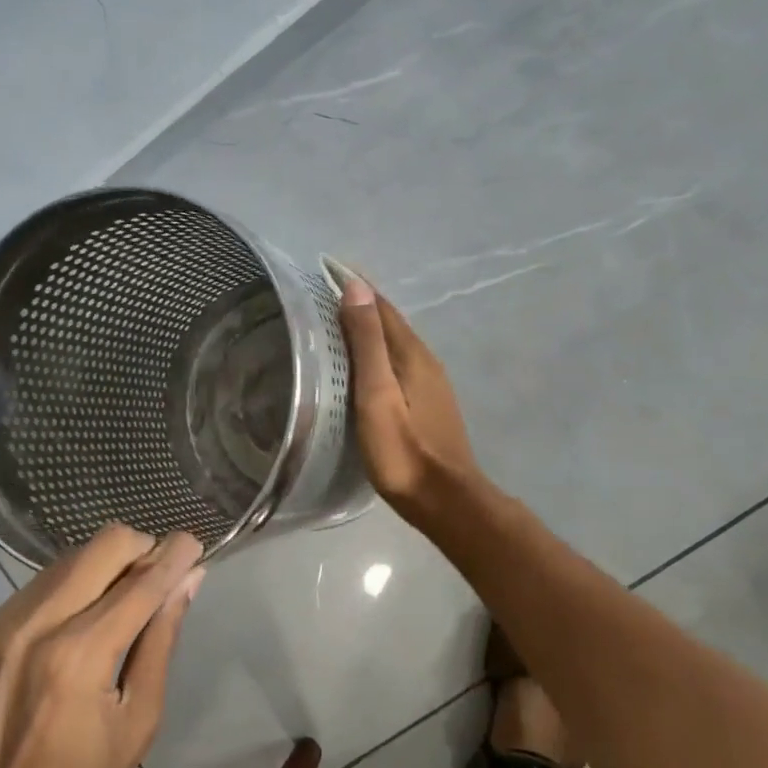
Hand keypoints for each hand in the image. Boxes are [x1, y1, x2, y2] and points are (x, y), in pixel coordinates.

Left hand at [0, 525, 204, 767]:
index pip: (141, 581)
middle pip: (101, 546)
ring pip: (69, 559)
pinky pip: (38, 587)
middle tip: (160, 577)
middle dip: (140, 550)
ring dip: (105, 567)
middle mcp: (34, 626)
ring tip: (123, 602)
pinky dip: (70, 589)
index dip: (174, 555)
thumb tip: (190, 578)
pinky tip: (81, 623)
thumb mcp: (139, 721)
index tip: (195, 544)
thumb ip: (161, 638)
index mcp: (79, 656)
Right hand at [337, 272, 481, 526]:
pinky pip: (398, 363)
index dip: (356, 285)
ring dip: (368, 328)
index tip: (326, 268)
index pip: (381, 306)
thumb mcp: (377, 394)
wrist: (445, 500)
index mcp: (411, 353)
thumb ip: (367, 342)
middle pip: (389, 321)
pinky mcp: (428, 403)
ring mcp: (430, 382)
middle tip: (322, 294)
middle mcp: (425, 360)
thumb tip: (357, 288)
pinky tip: (362, 365)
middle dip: (360, 302)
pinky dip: (377, 353)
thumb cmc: (403, 450)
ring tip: (335, 324)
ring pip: (395, 343)